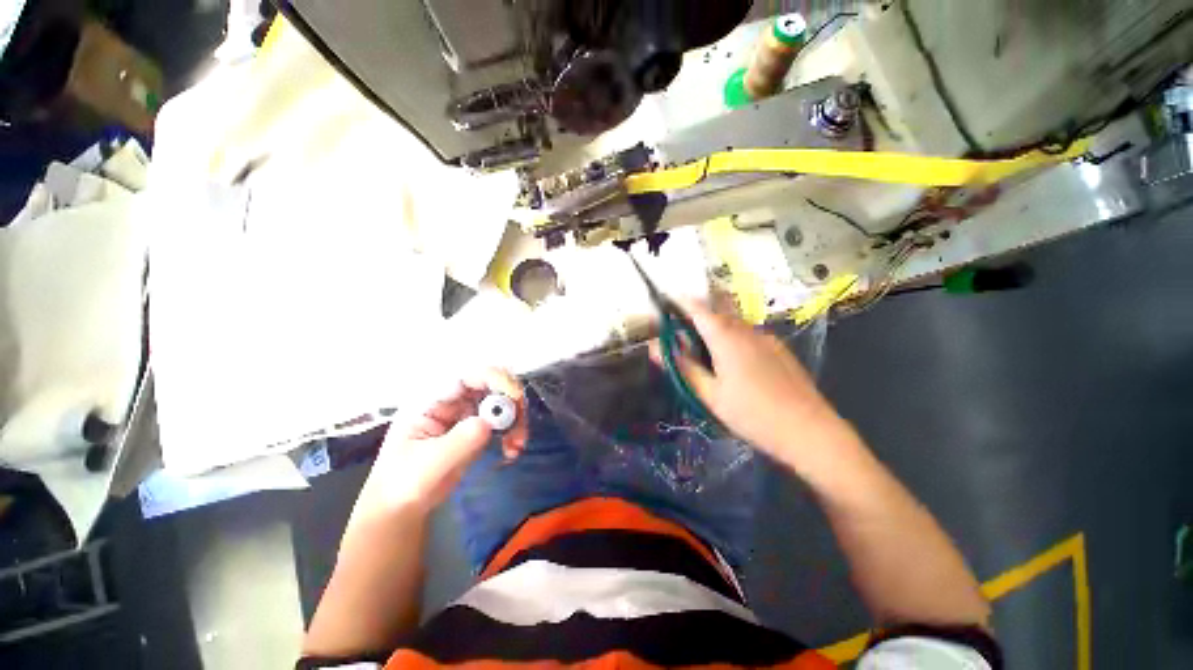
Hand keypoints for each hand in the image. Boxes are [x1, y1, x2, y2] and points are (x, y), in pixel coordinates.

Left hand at [355, 368, 528, 516]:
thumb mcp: (428, 465)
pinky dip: (513, 430)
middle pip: (490, 383)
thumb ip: (459, 442)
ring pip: (501, 399)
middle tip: (520, 424)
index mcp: (429, 398)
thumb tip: (488, 422)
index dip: (493, 378)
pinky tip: (512, 449)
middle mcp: (450, 398)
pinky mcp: (476, 425)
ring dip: (515, 418)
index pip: (465, 375)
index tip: (513, 397)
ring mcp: (464, 410)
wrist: (401, 507)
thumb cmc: (402, 485)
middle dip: (510, 401)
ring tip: (517, 444)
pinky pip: (502, 418)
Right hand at [651, 302, 854, 465]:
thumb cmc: (752, 414)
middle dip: (697, 316)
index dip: (680, 302)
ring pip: (734, 324)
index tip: (666, 303)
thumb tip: (656, 347)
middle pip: (716, 311)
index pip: (697, 308)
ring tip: (707, 355)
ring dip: (716, 329)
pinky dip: (733, 339)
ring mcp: (766, 338)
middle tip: (683, 335)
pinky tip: (736, 366)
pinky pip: (749, 335)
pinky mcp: (779, 349)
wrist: (809, 431)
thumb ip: (683, 367)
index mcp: (725, 337)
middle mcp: (746, 330)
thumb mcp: (710, 394)